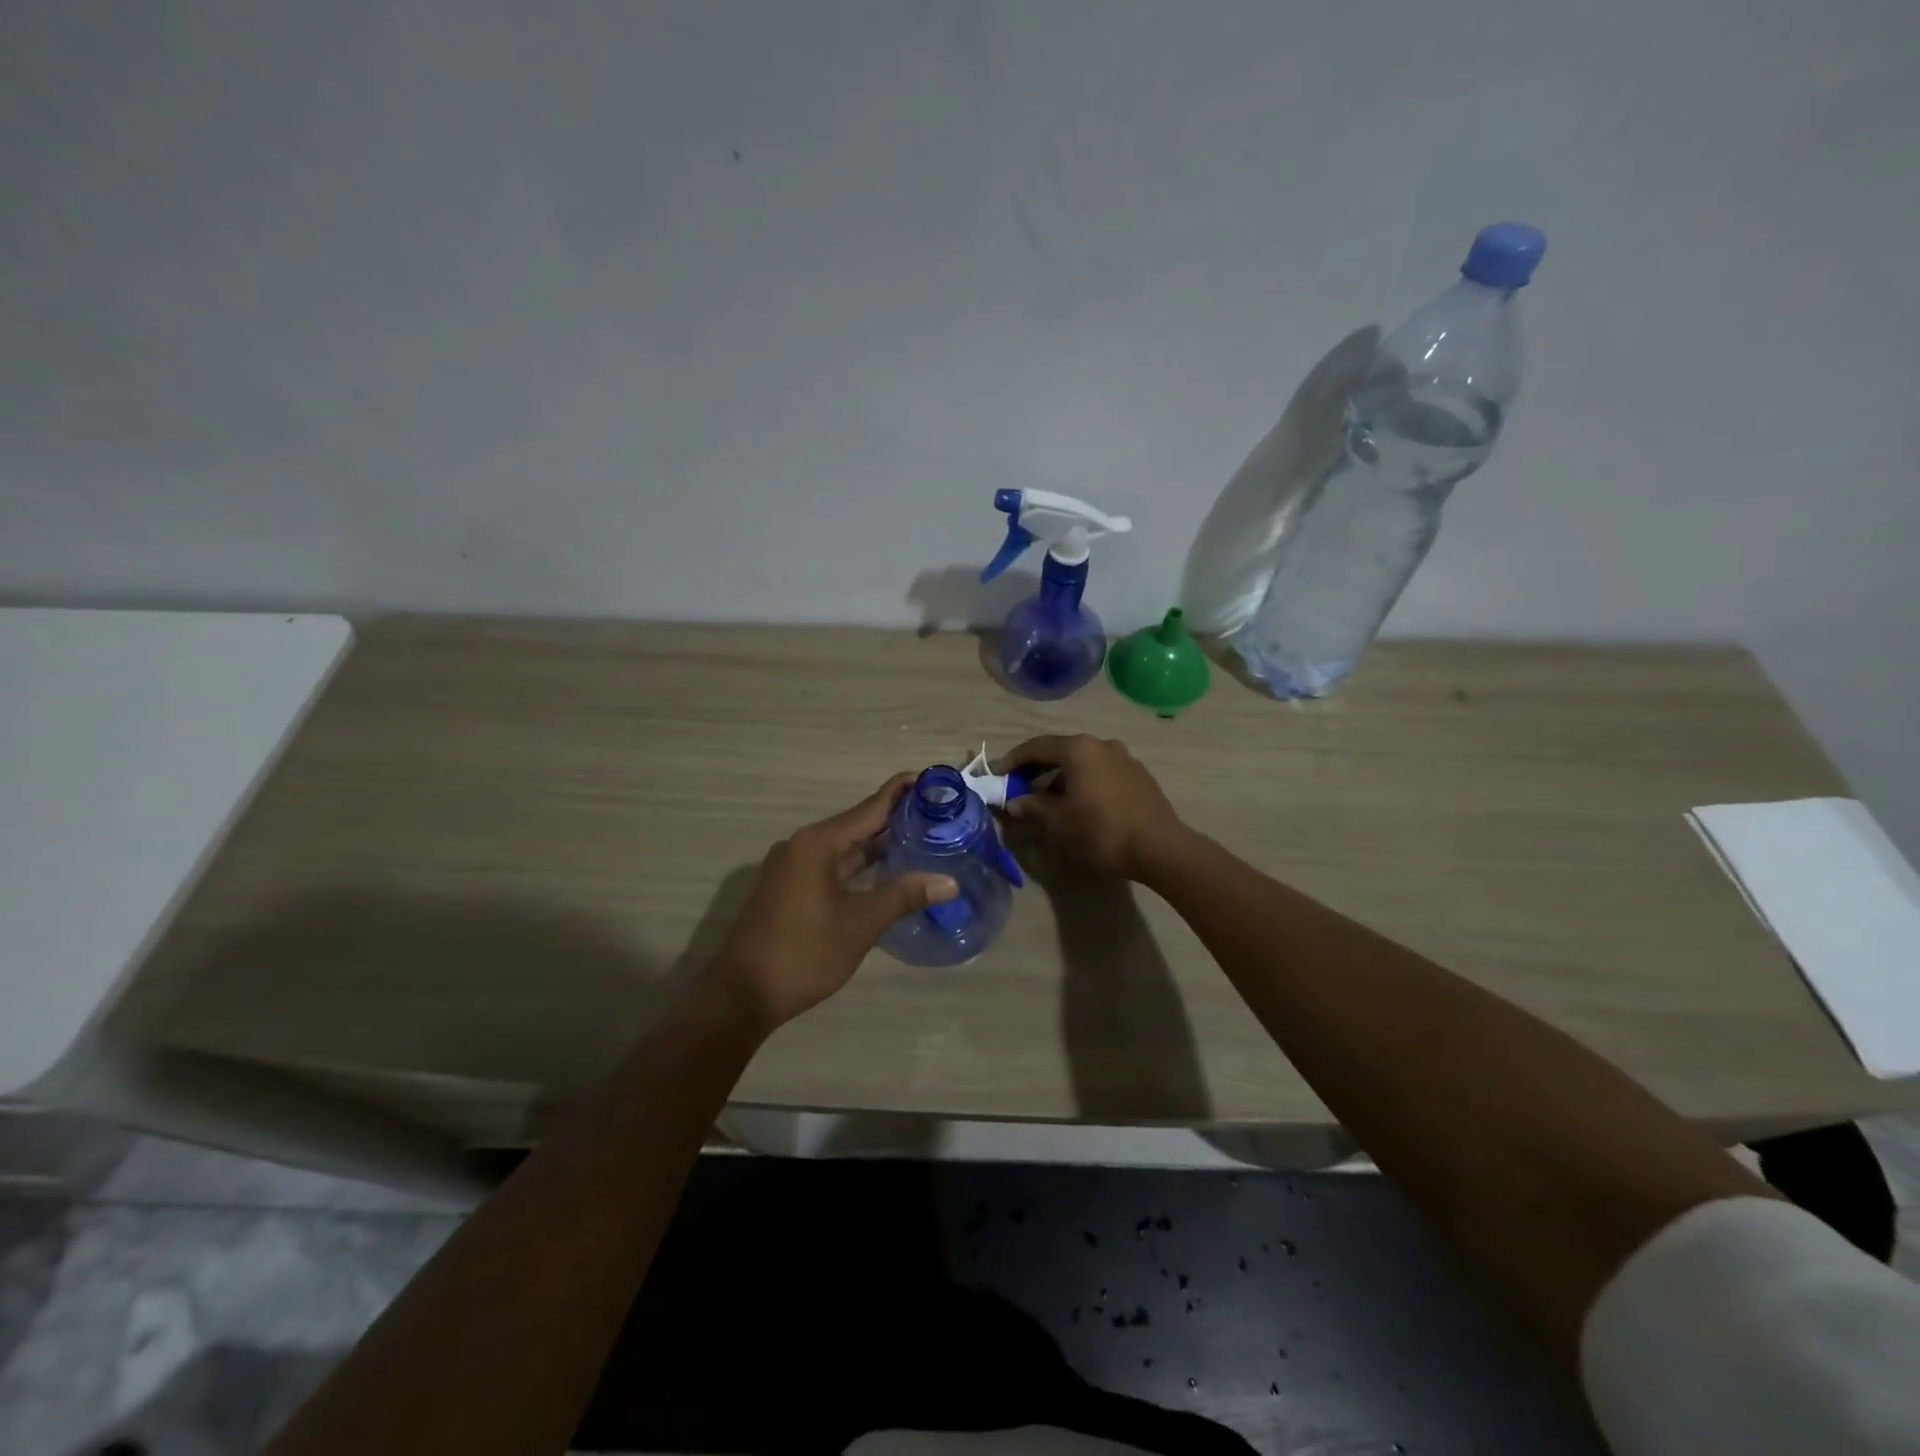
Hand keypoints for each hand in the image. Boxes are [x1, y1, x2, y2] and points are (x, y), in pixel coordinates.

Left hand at [705, 775, 957, 1033]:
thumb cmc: (802, 954)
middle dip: (897, 818)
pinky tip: (886, 871)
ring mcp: (794, 866)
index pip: (870, 807)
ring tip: (922, 838)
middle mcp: (804, 845)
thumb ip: (903, 897)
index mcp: (818, 843)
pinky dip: (861, 864)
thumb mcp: (859, 925)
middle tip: (940, 814)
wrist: (741, 994)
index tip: (934, 779)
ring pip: (845, 846)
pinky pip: (833, 864)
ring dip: (879, 843)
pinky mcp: (790, 887)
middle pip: (858, 823)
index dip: (902, 792)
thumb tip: (949, 882)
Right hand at [999, 735, 1185, 881]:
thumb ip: (1033, 807)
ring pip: (1083, 762)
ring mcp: (1124, 758)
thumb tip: (1014, 802)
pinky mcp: (1139, 776)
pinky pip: (1101, 772)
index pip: (1036, 747)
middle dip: (1037, 769)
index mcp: (1078, 749)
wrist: (1159, 848)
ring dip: (1061, 777)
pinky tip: (1079, 804)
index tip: (998, 776)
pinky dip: (1083, 782)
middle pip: (1060, 751)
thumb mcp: (1058, 822)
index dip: (1014, 761)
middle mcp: (1101, 745)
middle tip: (1019, 787)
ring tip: (1049, 801)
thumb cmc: (1101, 830)